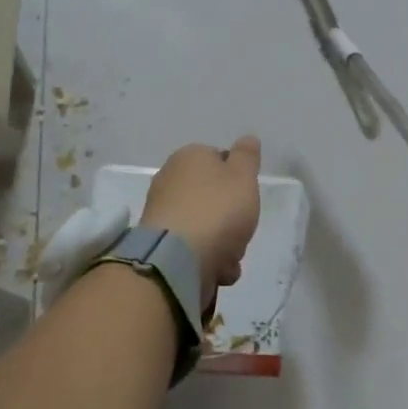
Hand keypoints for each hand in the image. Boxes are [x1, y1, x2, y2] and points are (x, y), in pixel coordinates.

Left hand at [139, 136, 263, 308]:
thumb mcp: (243, 176)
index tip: (246, 199)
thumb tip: (247, 139)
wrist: (177, 259)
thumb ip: (247, 157)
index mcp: (189, 157)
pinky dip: (206, 259)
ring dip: (223, 244)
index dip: (238, 181)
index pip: (220, 161)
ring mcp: (162, 212)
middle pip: (214, 198)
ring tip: (227, 258)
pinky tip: (214, 269)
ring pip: (206, 226)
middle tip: (240, 230)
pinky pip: (193, 248)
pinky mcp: (159, 243)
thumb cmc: (217, 209)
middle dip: (231, 219)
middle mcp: (170, 179)